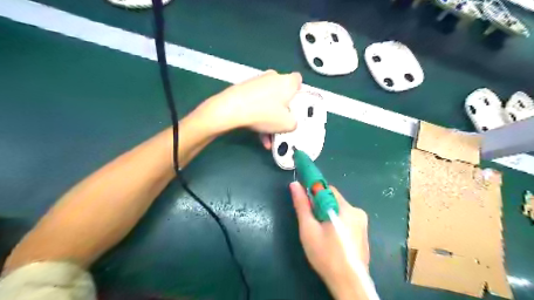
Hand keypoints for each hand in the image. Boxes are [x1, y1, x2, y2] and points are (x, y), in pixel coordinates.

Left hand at [196, 71, 301, 133]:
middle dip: (282, 110)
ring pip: (269, 101)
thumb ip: (294, 123)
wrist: (232, 109)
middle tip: (281, 123)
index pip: (298, 81)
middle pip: (282, 94)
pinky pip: (257, 103)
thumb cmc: (264, 113)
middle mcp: (273, 77)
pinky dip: (259, 116)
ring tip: (267, 136)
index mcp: (287, 82)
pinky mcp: (245, 88)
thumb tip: (291, 123)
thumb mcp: (287, 124)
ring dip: (269, 118)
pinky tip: (258, 134)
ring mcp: (257, 82)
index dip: (298, 93)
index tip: (295, 105)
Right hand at [290, 181, 369, 298]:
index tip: (305, 201)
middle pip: (333, 200)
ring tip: (320, 232)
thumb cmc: (326, 255)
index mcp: (345, 209)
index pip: (327, 189)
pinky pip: (346, 219)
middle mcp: (357, 211)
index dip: (313, 192)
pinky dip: (336, 222)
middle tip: (311, 222)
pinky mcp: (363, 232)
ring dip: (328, 215)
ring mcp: (362, 222)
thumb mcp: (309, 229)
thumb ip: (302, 205)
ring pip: (339, 210)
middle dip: (320, 206)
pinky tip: (331, 238)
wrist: (349, 283)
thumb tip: (294, 184)